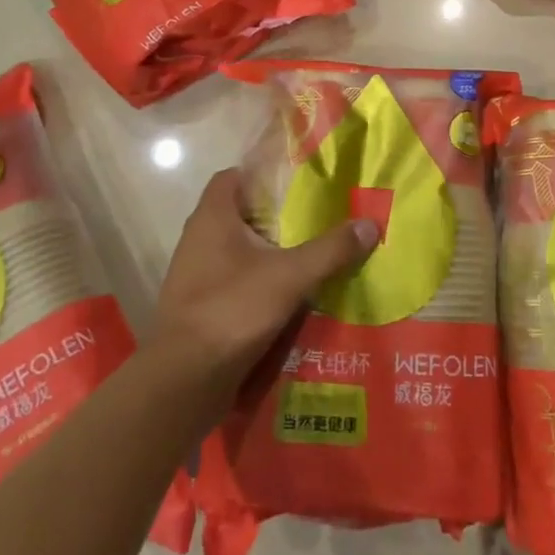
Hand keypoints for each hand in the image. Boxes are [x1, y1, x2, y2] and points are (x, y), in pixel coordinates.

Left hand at [146, 169, 378, 413]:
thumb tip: (370, 223)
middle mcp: (198, 239)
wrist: (183, 381)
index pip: (233, 176)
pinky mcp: (201, 307)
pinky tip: (290, 296)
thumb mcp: (290, 276)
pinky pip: (234, 282)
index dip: (262, 173)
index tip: (297, 181)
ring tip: (310, 255)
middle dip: (276, 216)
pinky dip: (259, 284)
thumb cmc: (231, 310)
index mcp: (212, 217)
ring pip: (238, 251)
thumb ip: (330, 249)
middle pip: (240, 214)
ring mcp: (196, 275)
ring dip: (269, 253)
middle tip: (316, 217)